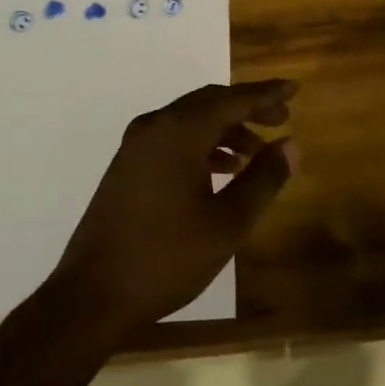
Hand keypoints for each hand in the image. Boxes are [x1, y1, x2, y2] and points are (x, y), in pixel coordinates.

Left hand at [48, 81, 297, 337]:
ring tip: (256, 152)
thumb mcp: (227, 223)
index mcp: (179, 132)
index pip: (231, 99)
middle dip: (247, 108)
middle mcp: (155, 126)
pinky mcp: (127, 165)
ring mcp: (136, 145)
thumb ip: (263, 179)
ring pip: (190, 120)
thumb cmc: (165, 258)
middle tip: (281, 119)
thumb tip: (291, 145)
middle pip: (209, 102)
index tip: (293, 89)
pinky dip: (202, 144)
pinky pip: (173, 138)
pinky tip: (222, 170)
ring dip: (225, 128)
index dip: (265, 94)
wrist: (91, 296)